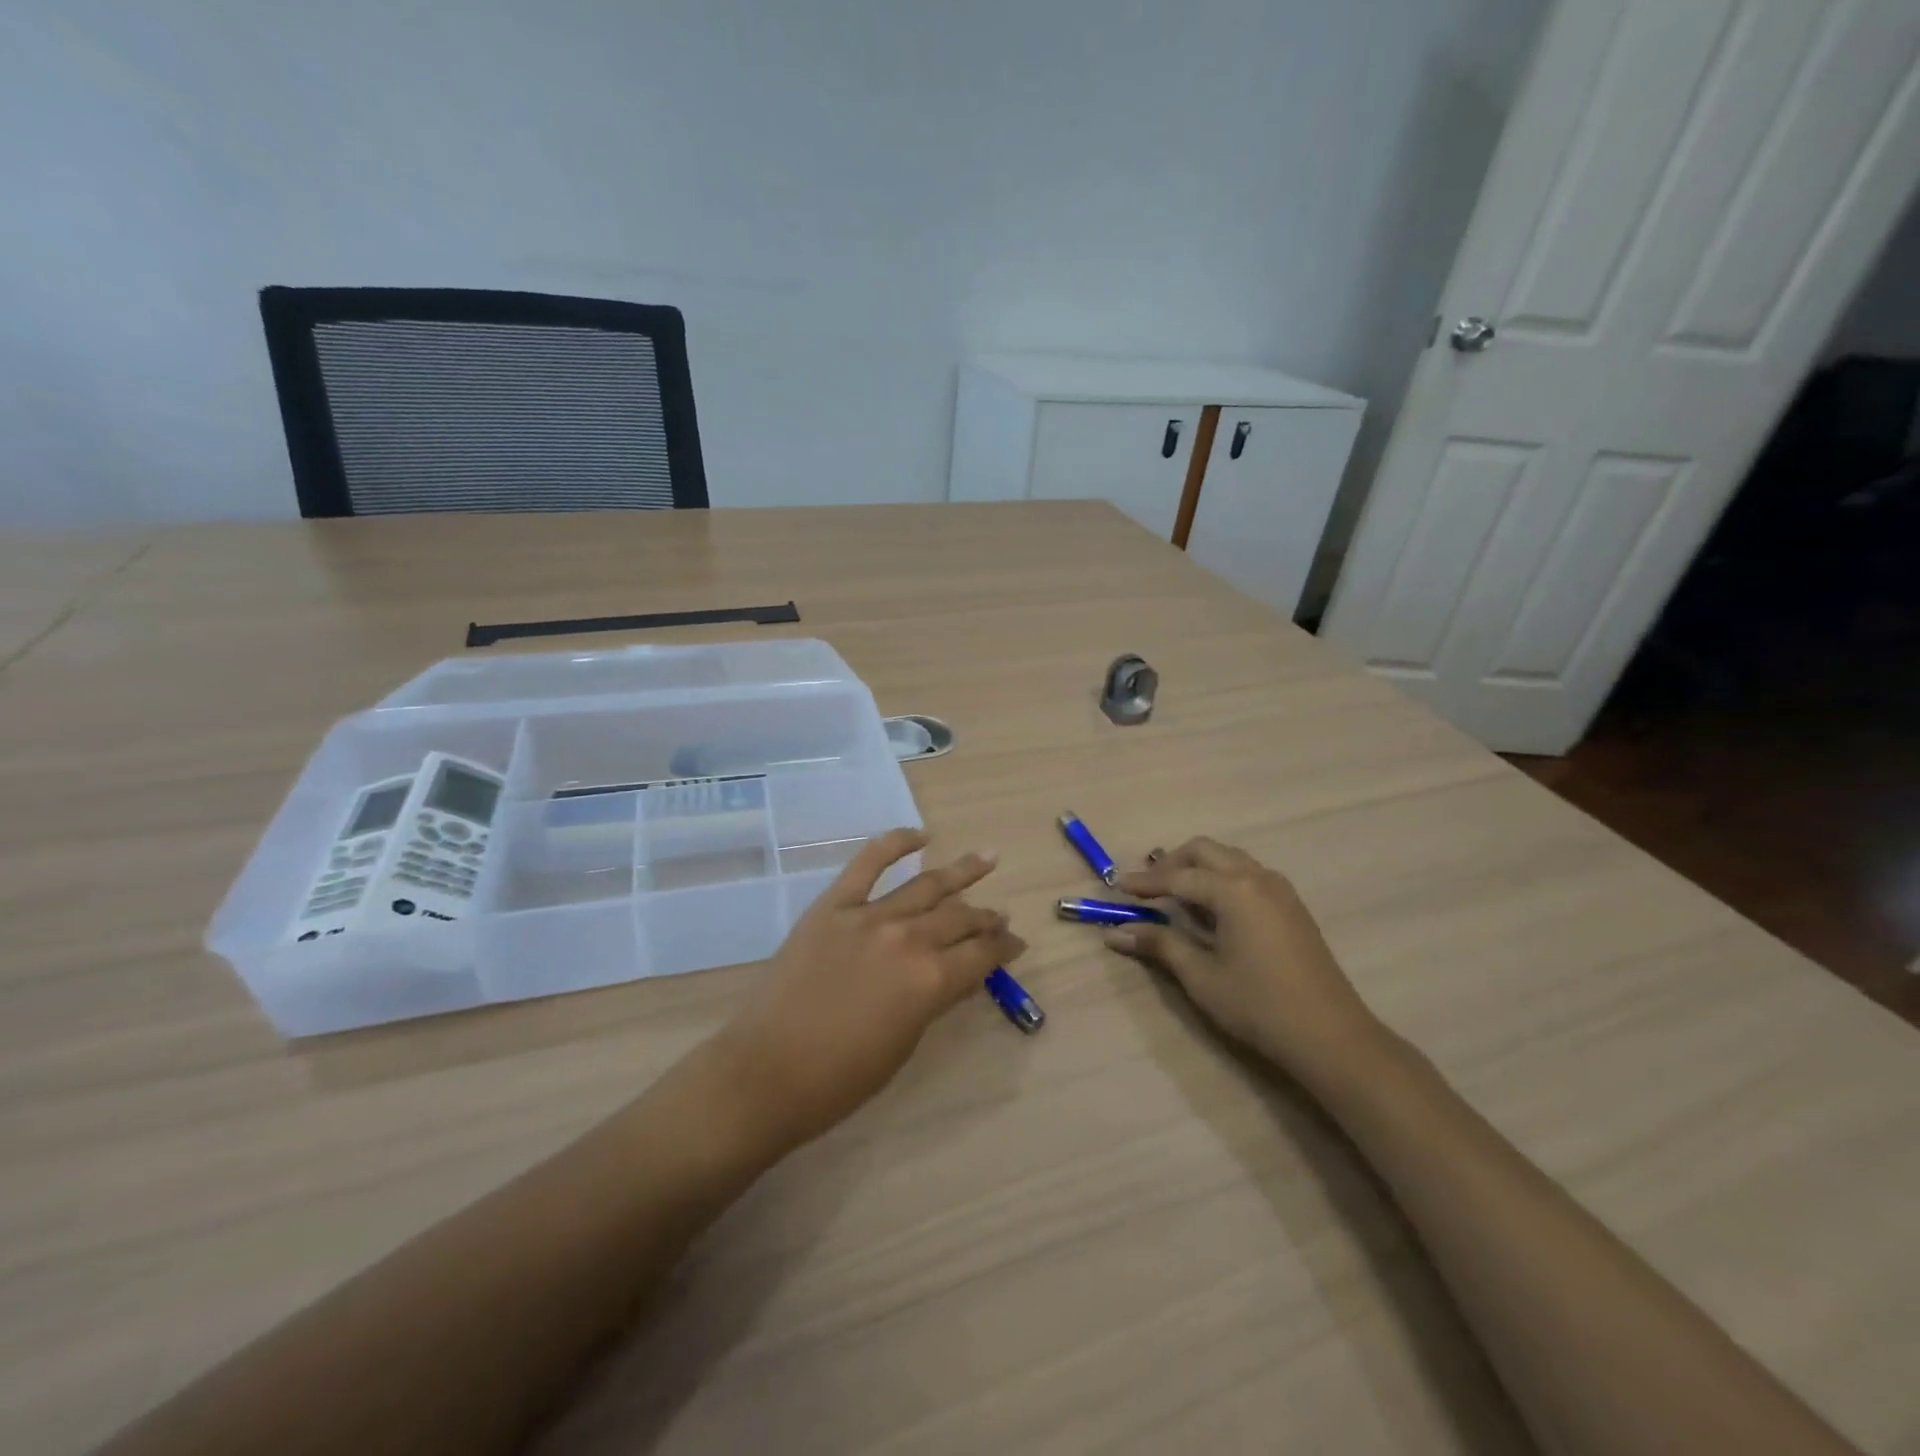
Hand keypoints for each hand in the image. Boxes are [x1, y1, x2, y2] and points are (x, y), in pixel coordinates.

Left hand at [716, 829, 1026, 1152]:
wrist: (767, 1071)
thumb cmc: (842, 1077)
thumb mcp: (905, 1043)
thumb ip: (934, 1000)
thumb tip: (955, 974)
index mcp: (931, 981)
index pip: (982, 955)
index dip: (1004, 948)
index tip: (1016, 943)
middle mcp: (908, 939)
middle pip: (960, 918)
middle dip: (986, 917)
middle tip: (1001, 914)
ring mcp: (869, 916)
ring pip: (927, 885)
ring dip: (961, 872)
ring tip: (987, 858)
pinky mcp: (833, 906)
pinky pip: (867, 863)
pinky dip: (895, 843)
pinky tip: (919, 834)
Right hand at [1108, 838, 1383, 1079]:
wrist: (1332, 1036)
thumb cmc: (1259, 1006)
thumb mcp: (1201, 977)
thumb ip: (1160, 945)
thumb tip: (1115, 933)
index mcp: (1233, 890)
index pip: (1178, 877)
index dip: (1145, 882)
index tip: (1117, 887)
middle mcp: (1257, 877)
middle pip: (1206, 851)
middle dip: (1173, 863)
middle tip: (1148, 887)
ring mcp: (1280, 890)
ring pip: (1230, 859)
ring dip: (1199, 868)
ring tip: (1176, 896)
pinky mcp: (1292, 906)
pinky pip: (1248, 874)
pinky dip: (1222, 878)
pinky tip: (1212, 910)